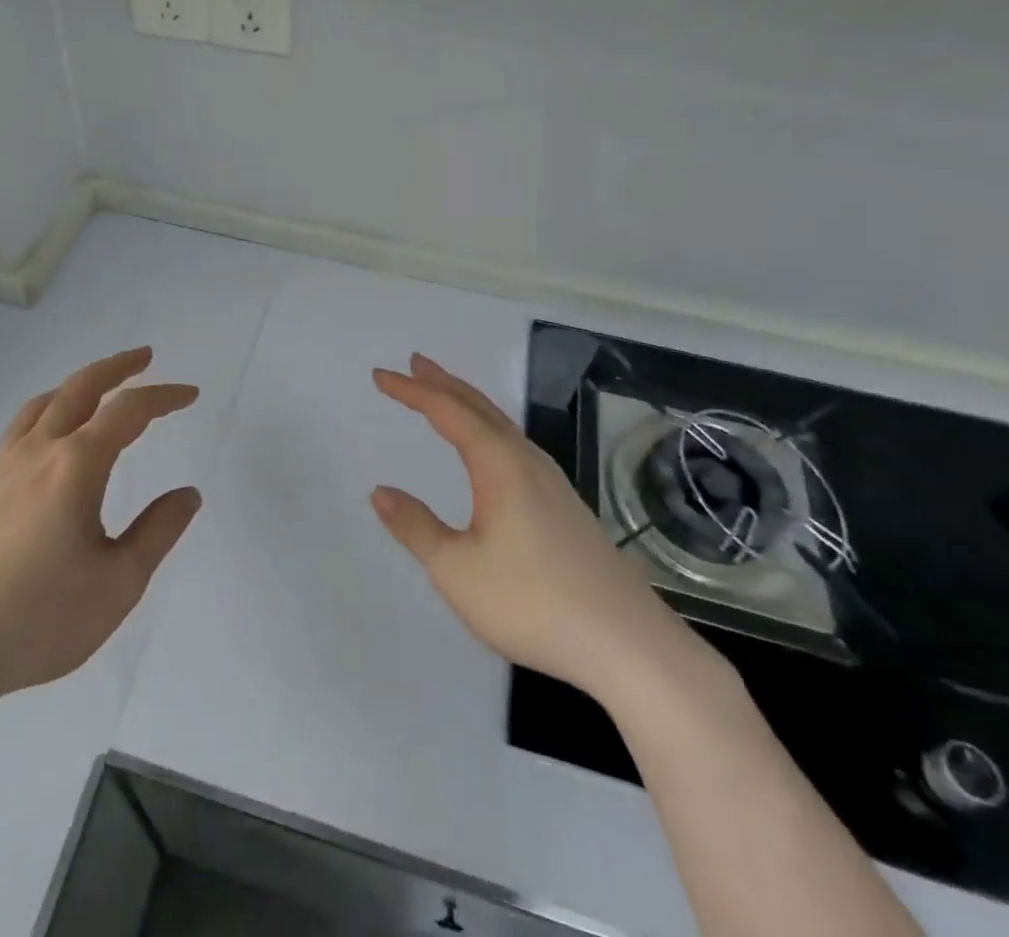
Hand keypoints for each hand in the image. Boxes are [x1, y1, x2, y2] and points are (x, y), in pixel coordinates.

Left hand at [0, 347, 201, 712]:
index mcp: (76, 465)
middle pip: (80, 387)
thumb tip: (188, 494)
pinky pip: (21, 427)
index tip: (189, 395)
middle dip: (117, 367)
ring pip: (45, 402)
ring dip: (79, 384)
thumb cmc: (36, 618)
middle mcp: (38, 451)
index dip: (163, 396)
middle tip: (144, 357)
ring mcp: (2, 466)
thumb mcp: (118, 583)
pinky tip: (50, 437)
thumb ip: (157, 532)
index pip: (128, 410)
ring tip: (99, 388)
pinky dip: (49, 410)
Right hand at [371, 354, 713, 708]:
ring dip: (468, 403)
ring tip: (444, 395)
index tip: (380, 375)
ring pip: (502, 425)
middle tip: (414, 363)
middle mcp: (527, 461)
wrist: (627, 644)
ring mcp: (552, 482)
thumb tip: (380, 492)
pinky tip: (490, 449)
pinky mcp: (565, 506)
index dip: (412, 390)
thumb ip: (416, 527)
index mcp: (499, 464)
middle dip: (443, 383)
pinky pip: (515, 444)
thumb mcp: (457, 569)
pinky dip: (488, 427)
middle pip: (480, 407)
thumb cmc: (533, 602)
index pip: (447, 411)